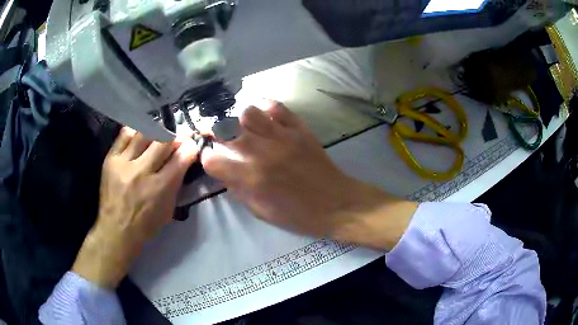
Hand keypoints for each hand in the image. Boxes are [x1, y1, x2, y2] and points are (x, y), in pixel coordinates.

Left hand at [73, 128, 197, 288]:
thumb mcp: (168, 209)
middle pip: (162, 141)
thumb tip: (184, 159)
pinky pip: (125, 135)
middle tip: (178, 136)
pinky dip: (135, 132)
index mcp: (159, 188)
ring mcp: (124, 163)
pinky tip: (140, 134)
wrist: (116, 229)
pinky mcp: (111, 158)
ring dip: (156, 131)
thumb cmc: (145, 224)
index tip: (192, 143)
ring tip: (159, 134)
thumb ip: (176, 183)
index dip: (189, 147)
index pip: (180, 159)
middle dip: (175, 136)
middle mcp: (141, 172)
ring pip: (144, 133)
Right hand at [202, 101, 416, 247]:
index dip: (208, 159)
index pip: (212, 159)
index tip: (213, 161)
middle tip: (219, 138)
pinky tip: (264, 118)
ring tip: (243, 128)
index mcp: (251, 177)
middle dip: (215, 133)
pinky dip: (265, 108)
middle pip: (224, 129)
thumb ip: (238, 189)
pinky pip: (276, 107)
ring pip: (248, 112)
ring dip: (239, 120)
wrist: (337, 204)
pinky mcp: (299, 128)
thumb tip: (224, 172)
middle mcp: (262, 151)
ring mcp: (282, 136)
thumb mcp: (261, 212)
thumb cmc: (298, 215)